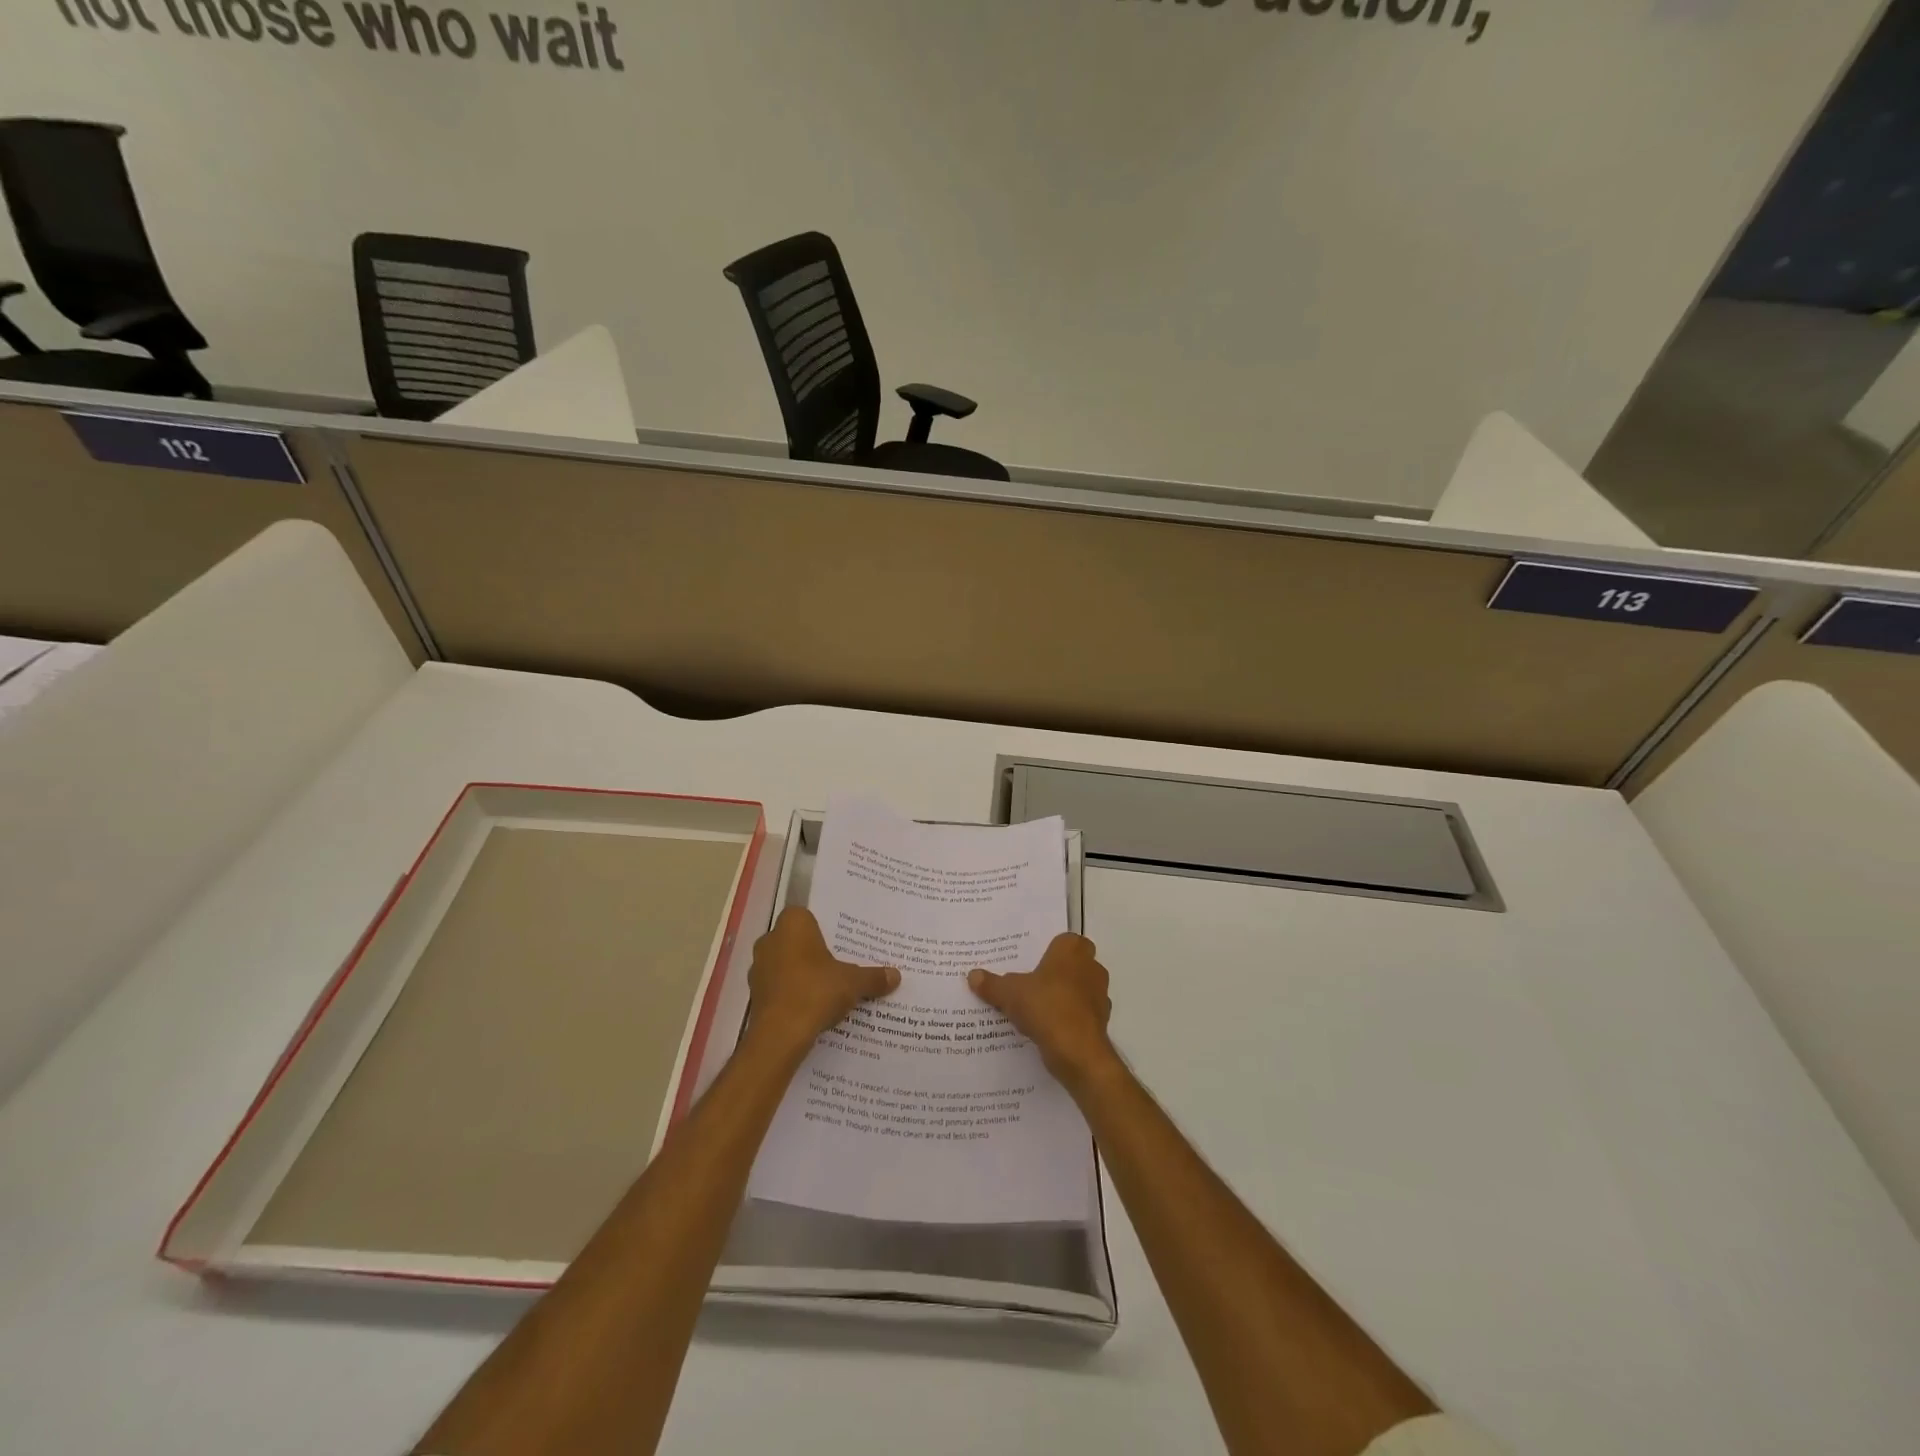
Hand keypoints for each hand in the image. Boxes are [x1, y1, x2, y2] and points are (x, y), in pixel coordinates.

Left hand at [745, 907, 899, 1060]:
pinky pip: (779, 987)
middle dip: (814, 952)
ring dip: (802, 974)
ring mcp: (759, 968)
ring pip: (785, 964)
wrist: (780, 1035)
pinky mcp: (755, 994)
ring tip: (827, 988)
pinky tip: (811, 1007)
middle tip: (839, 964)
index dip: (824, 928)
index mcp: (792, 925)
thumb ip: (873, 977)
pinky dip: (792, 993)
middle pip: (797, 940)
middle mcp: (770, 940)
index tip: (841, 941)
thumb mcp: (853, 982)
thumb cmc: (816, 991)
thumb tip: (896, 975)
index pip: (808, 916)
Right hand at [969, 933, 1117, 1090]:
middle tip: (1030, 982)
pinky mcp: (1101, 1021)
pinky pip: (1081, 1013)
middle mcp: (1091, 966)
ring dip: (1063, 996)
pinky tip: (1048, 1028)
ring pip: (1079, 989)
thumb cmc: (1045, 1006)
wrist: (1077, 1050)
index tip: (1031, 962)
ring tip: (1036, 1008)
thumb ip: (991, 984)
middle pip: (1073, 964)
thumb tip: (973, 975)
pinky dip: (1068, 1018)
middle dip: (1056, 973)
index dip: (1049, 950)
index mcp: (1071, 950)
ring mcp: (1099, 995)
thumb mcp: (1009, 993)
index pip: (1063, 940)